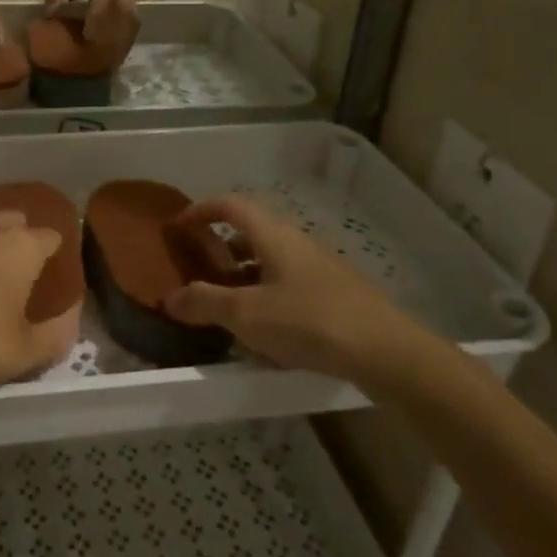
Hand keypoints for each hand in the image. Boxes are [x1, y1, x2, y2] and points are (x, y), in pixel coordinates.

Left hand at [43, 0, 137, 50]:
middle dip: (110, 37)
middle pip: (119, 16)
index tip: (87, 38)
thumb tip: (47, 14)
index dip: (96, 20)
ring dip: (120, 39)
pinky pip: (133, 19)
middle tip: (97, 56)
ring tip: (108, 58)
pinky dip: (126, 34)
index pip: (103, 1)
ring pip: (129, 20)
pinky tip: (118, 48)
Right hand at [164, 196, 428, 385]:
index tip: (179, 225)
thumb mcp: (247, 315)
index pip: (231, 205)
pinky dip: (267, 295)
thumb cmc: (309, 321)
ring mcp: (319, 268)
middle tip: (200, 269)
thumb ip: (205, 303)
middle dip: (221, 247)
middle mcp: (296, 242)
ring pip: (271, 260)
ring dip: (244, 275)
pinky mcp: (335, 294)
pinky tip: (265, 332)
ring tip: (226, 306)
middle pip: (251, 232)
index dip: (201, 209)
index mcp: (273, 235)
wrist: (386, 352)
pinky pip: (289, 284)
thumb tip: (169, 297)